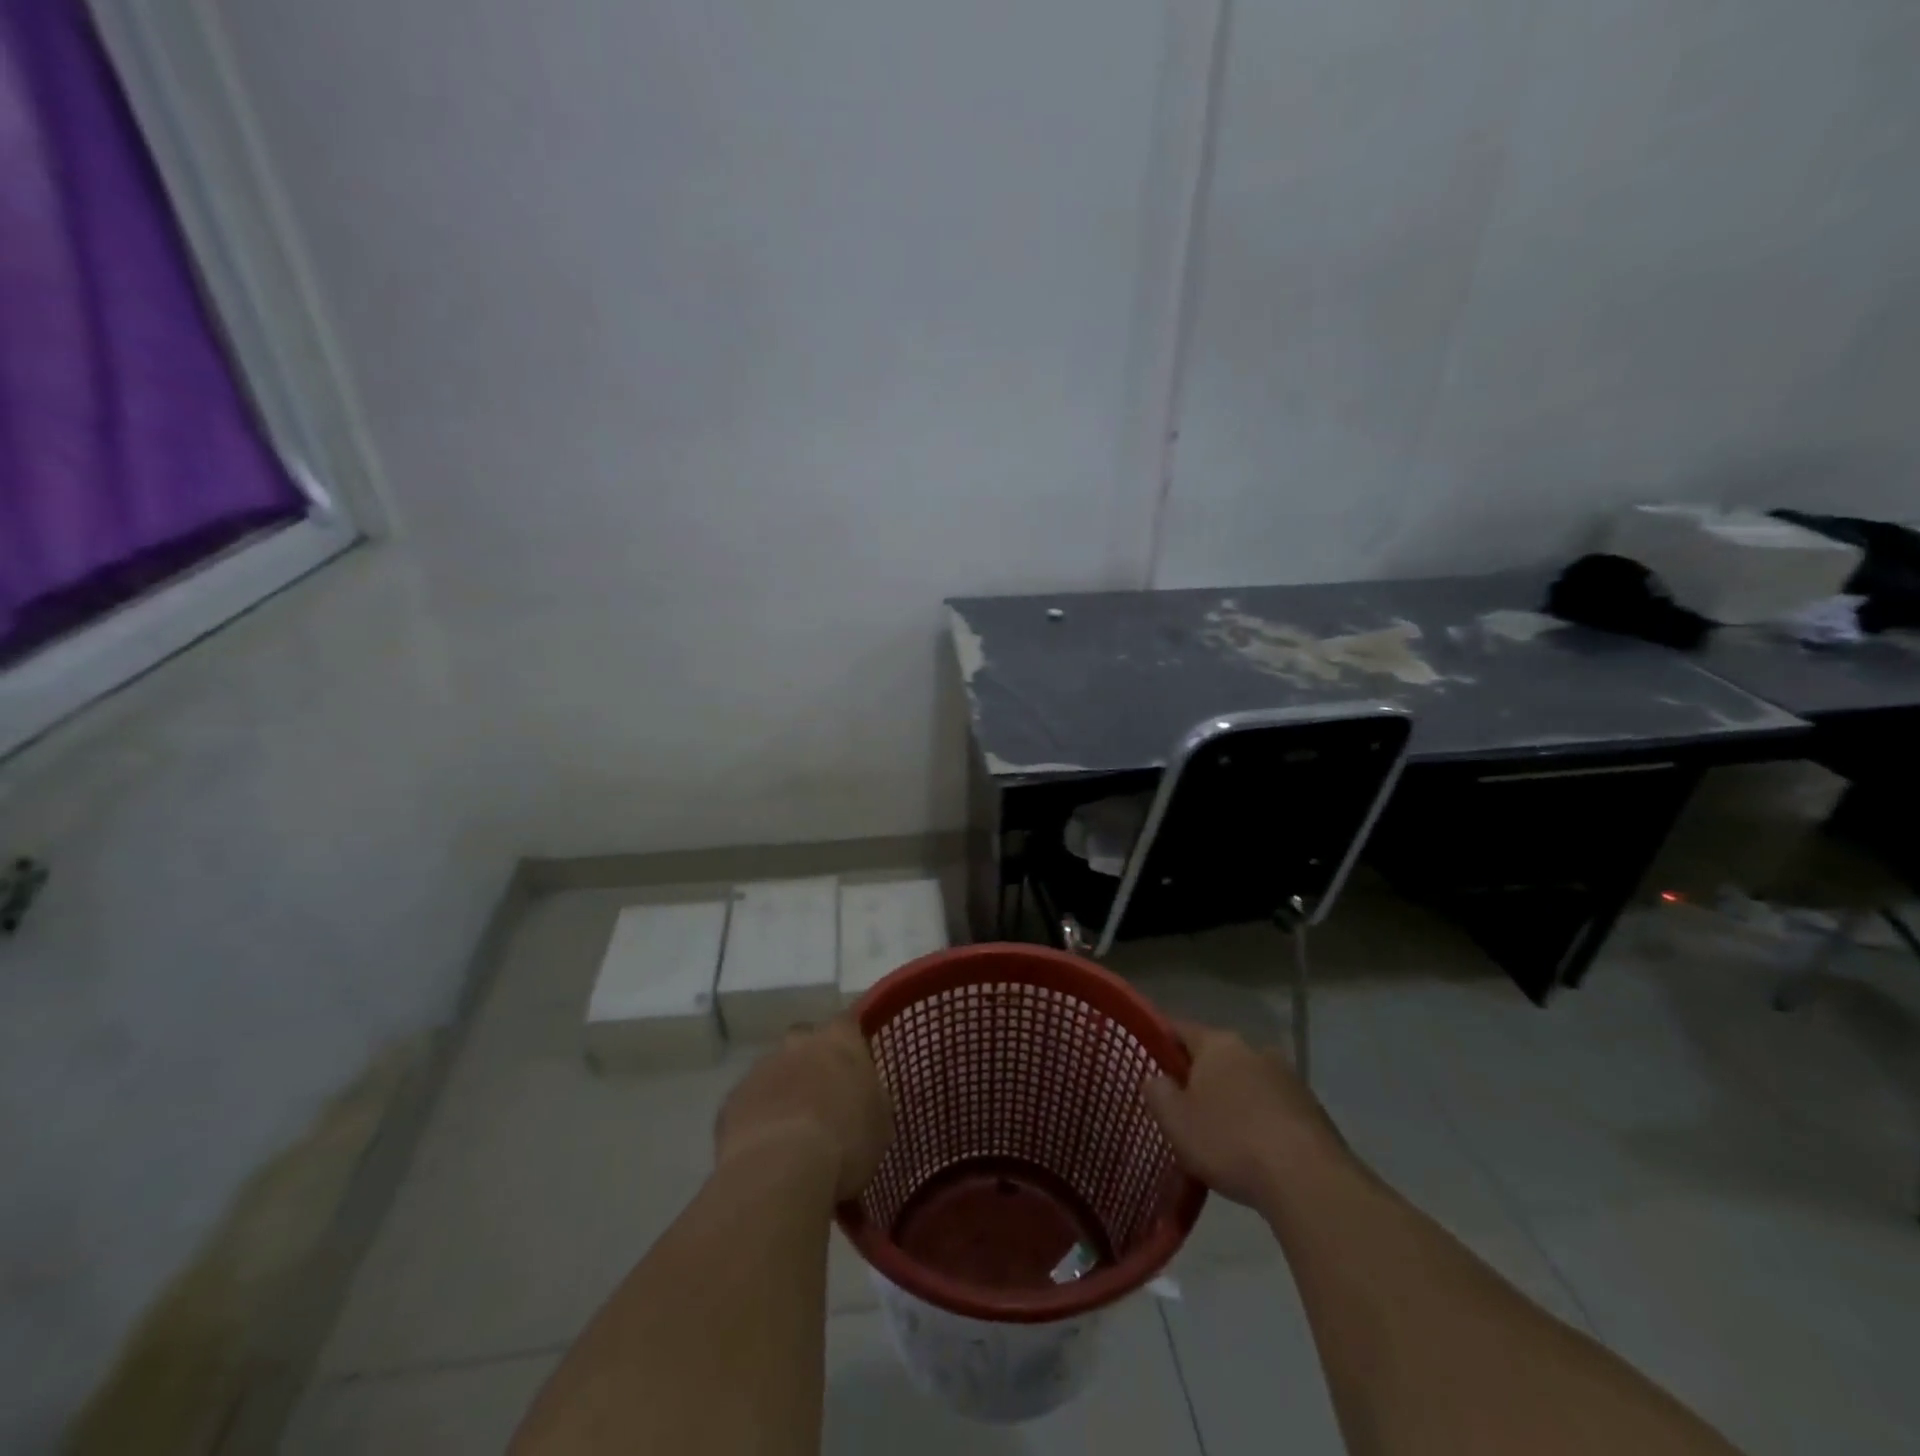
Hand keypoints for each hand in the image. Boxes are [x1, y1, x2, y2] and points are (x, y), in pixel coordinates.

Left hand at [715, 1017, 893, 1201]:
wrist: (780, 1170)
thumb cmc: (845, 1141)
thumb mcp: (880, 1125)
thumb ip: (873, 1101)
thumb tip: (867, 1100)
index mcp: (839, 1039)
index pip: (847, 1024)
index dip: (850, 1045)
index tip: (855, 1069)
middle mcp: (798, 1042)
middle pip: (805, 1042)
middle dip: (811, 1063)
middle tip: (823, 1099)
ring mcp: (761, 1068)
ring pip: (774, 1071)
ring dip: (783, 1091)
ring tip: (793, 1132)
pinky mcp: (732, 1099)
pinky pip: (750, 1102)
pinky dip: (758, 1117)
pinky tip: (768, 1148)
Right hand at [1145, 1019, 1345, 1208]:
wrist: (1308, 1181)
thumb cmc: (1229, 1142)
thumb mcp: (1175, 1121)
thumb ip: (1158, 1093)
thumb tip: (1156, 1079)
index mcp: (1218, 1044)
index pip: (1181, 1030)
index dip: (1162, 1043)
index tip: (1150, 1062)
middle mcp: (1254, 1049)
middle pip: (1217, 1057)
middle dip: (1201, 1078)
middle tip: (1184, 1107)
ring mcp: (1288, 1078)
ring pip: (1248, 1083)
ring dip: (1234, 1101)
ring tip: (1221, 1137)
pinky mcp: (1313, 1110)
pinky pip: (1274, 1109)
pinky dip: (1261, 1123)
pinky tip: (1255, 1155)